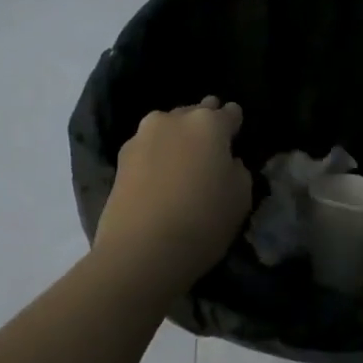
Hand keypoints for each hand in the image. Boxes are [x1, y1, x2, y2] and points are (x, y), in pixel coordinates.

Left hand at [95, 97, 252, 291]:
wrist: (141, 250)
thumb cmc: (203, 221)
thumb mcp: (241, 197)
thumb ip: (238, 170)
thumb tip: (227, 162)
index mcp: (209, 123)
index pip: (230, 112)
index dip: (235, 124)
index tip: (236, 135)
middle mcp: (174, 119)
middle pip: (195, 112)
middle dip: (205, 124)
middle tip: (211, 146)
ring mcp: (143, 136)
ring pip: (168, 126)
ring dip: (178, 137)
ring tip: (184, 160)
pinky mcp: (120, 158)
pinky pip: (149, 147)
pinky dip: (157, 155)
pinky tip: (161, 174)